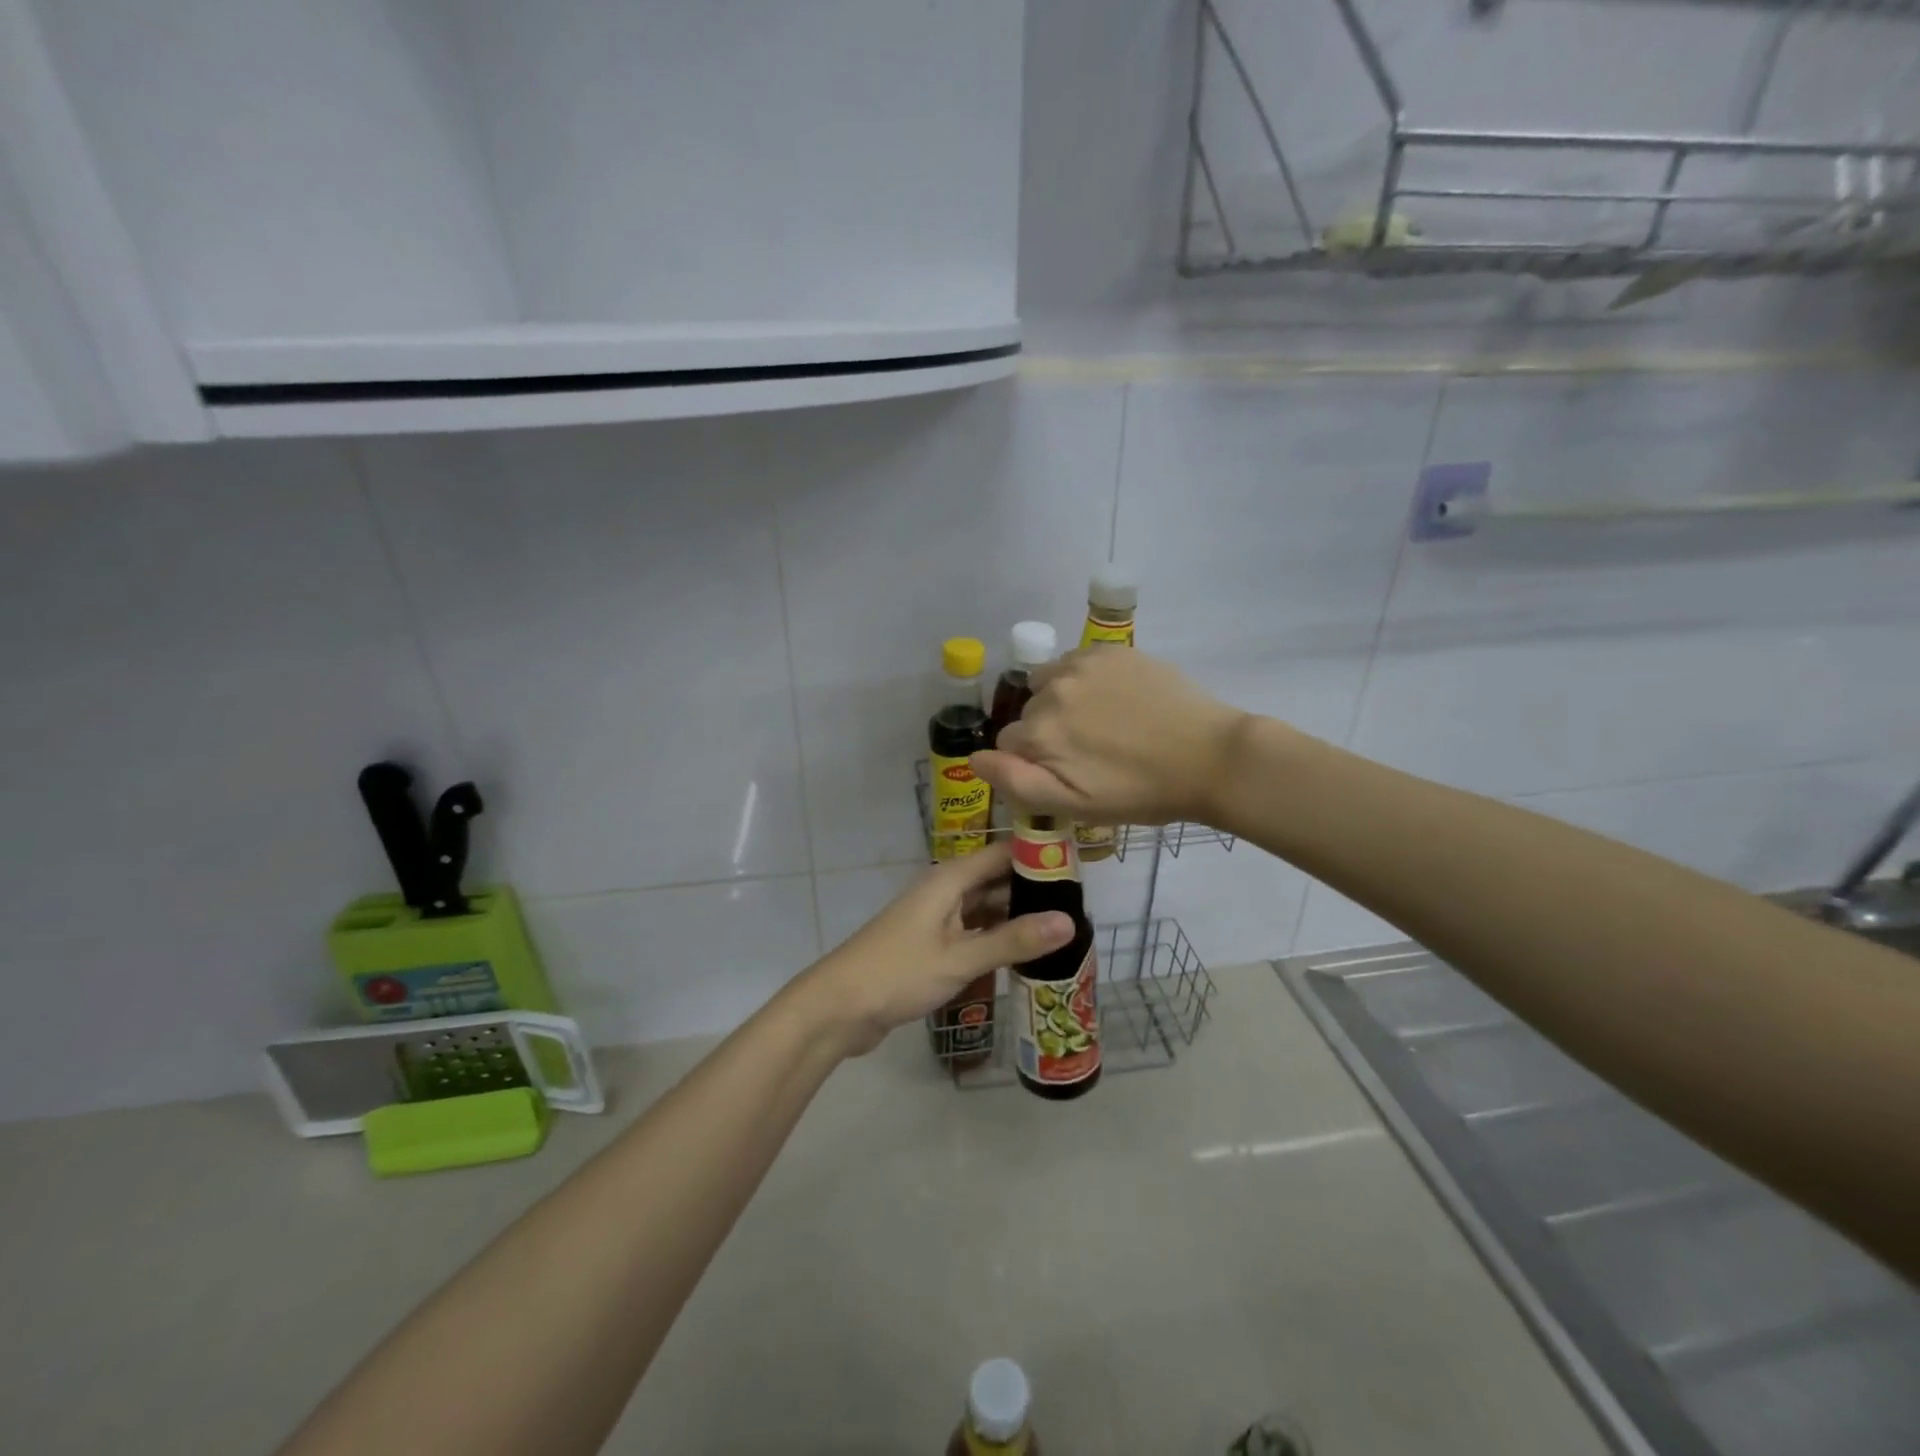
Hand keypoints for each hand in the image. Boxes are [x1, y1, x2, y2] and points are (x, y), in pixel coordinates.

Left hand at [792, 843, 1074, 1056]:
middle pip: (996, 879)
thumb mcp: (961, 958)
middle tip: (1081, 906)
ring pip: (986, 908)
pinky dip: (997, 938)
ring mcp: (937, 918)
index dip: (1038, 854)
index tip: (1079, 865)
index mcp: (950, 880)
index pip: (1003, 852)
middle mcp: (945, 891)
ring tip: (1062, 929)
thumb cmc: (898, 973)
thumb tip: (1070, 922)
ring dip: (1017, 916)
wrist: (838, 1007)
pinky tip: (1024, 954)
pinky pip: (973, 932)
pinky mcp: (931, 945)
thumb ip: (1014, 940)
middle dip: (1033, 889)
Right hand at [971, 648, 1247, 826]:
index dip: (1035, 762)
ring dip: (1062, 701)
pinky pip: (1075, 662)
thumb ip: (1016, 783)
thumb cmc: (1140, 793)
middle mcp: (1050, 691)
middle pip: (1028, 713)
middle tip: (1091, 752)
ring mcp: (1081, 665)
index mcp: (1039, 734)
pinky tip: (1114, 698)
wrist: (1209, 757)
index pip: (1010, 745)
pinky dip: (1083, 679)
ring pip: (1048, 684)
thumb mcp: (1075, 806)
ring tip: (1101, 723)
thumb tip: (974, 759)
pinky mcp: (1109, 650)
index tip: (1069, 773)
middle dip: (1048, 732)